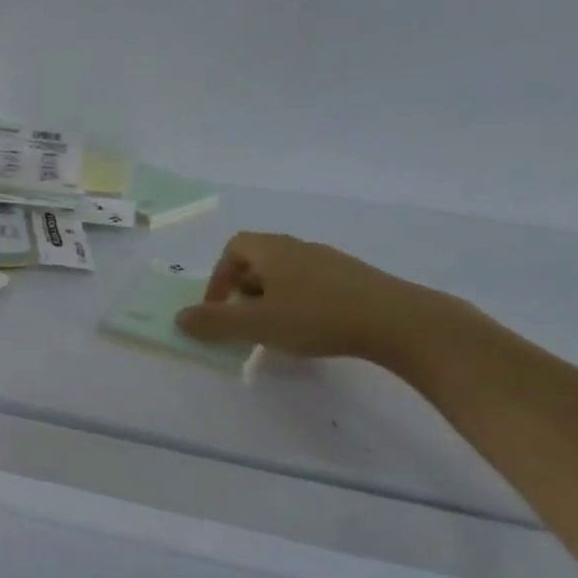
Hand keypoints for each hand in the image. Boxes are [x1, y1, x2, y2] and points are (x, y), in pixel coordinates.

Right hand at [174, 232, 461, 362]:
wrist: (398, 321)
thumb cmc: (317, 317)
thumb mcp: (257, 324)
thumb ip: (215, 322)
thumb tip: (179, 317)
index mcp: (274, 250)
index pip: (234, 247)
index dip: (219, 276)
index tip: (219, 308)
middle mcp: (300, 248)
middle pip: (259, 259)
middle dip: (243, 290)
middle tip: (243, 322)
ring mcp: (330, 262)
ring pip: (286, 274)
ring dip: (269, 298)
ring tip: (273, 330)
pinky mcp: (354, 280)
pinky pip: (311, 285)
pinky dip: (297, 303)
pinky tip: (308, 330)